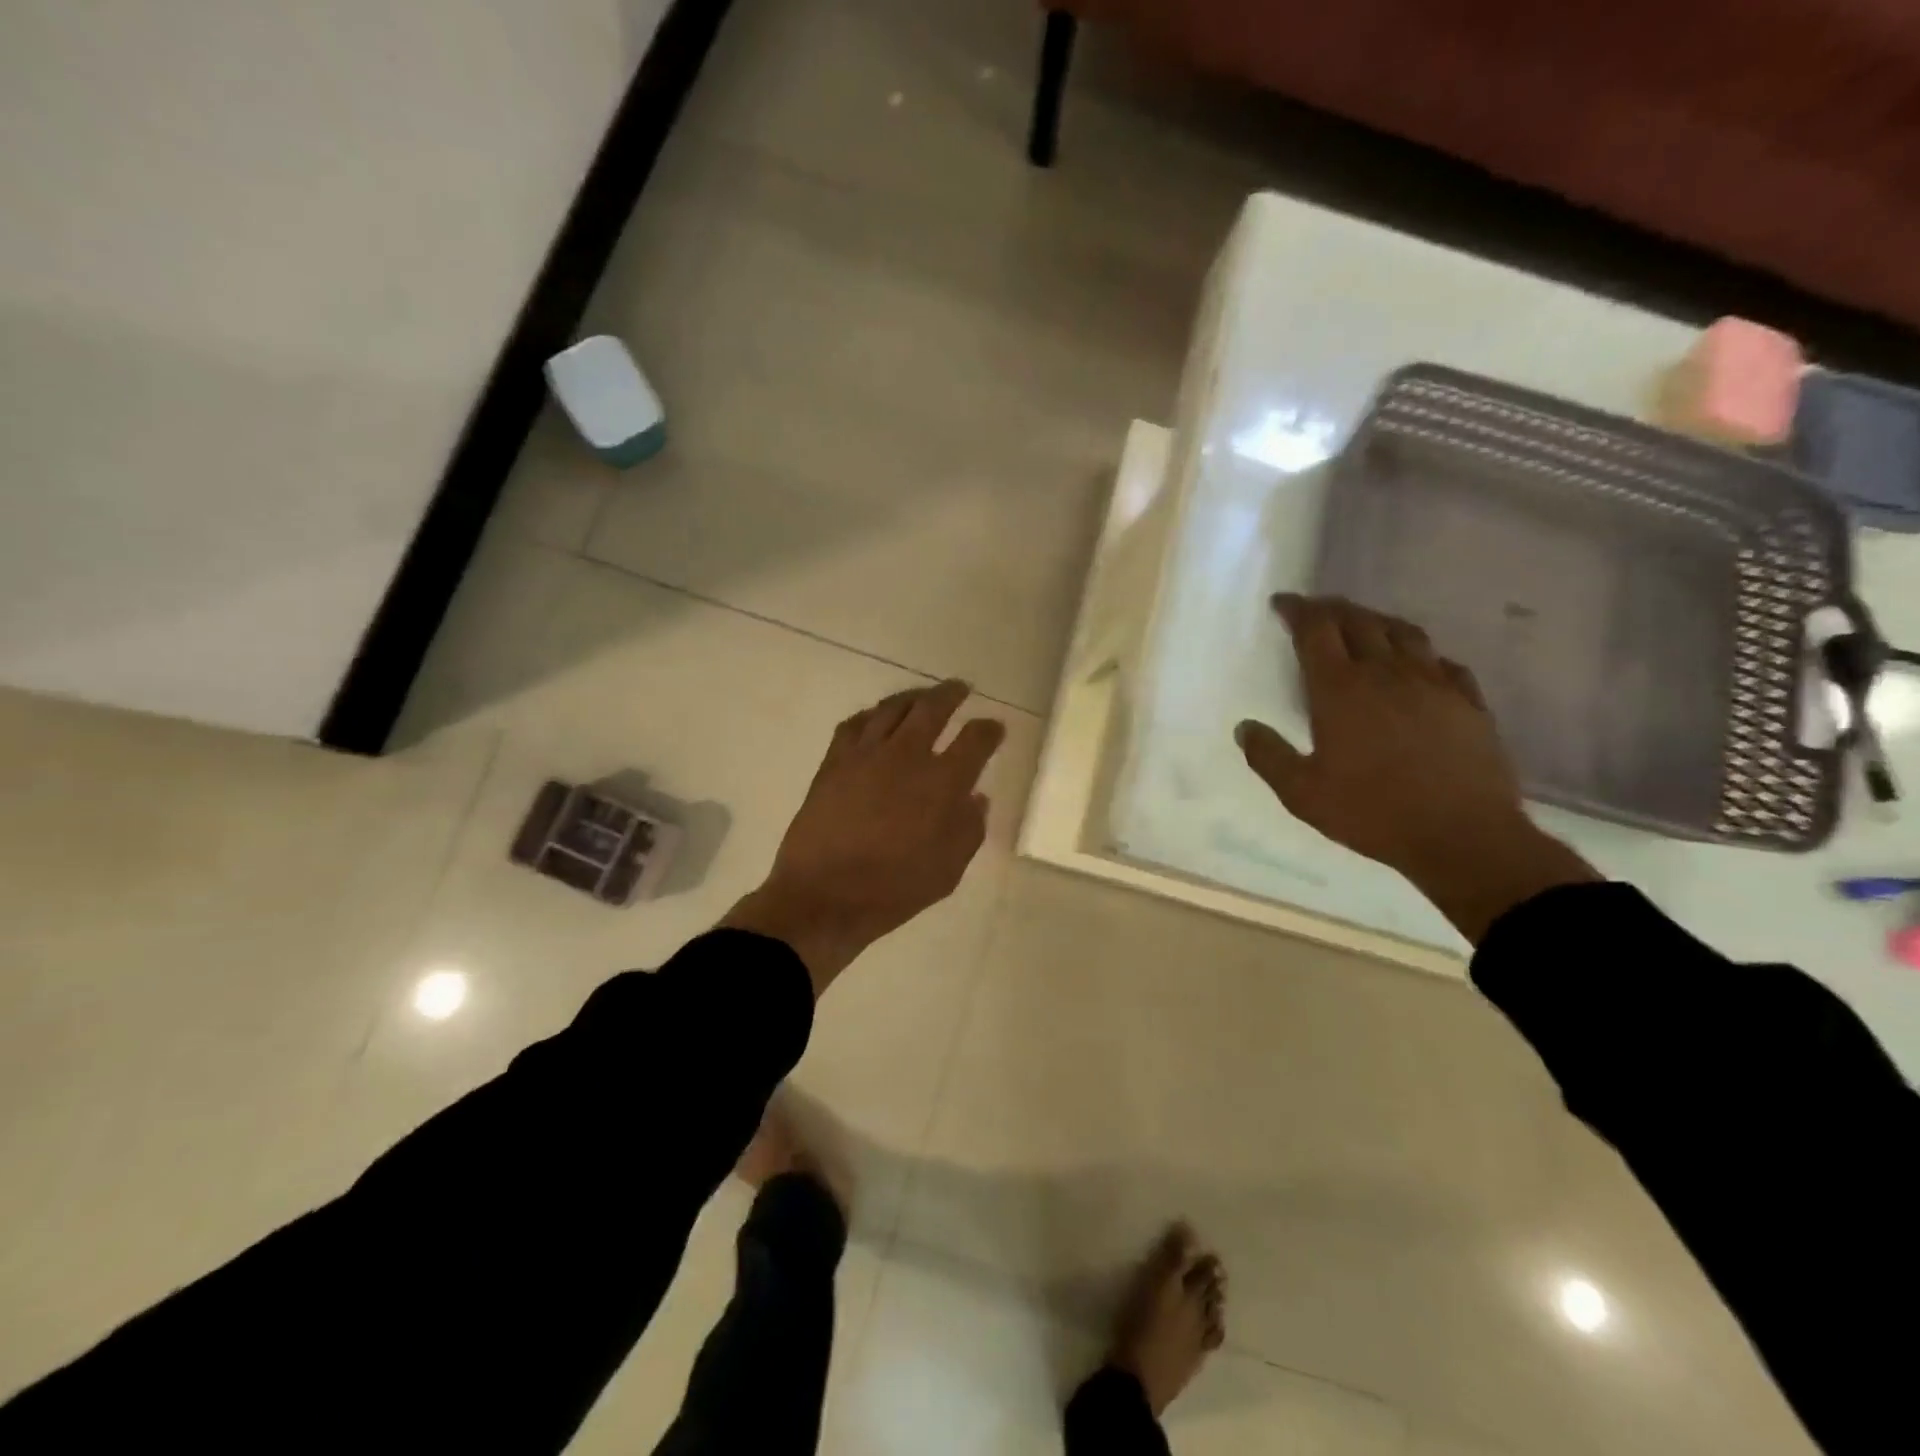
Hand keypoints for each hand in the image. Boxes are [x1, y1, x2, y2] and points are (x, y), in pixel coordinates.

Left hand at [724, 680, 1005, 991]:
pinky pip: (854, 724)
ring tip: (921, 695)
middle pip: (933, 708)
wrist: (825, 896)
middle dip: (951, 694)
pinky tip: (875, 718)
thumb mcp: (948, 870)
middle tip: (960, 688)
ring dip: (912, 696)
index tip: (994, 728)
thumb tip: (976, 798)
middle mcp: (907, 756)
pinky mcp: (834, 761)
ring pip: (892, 708)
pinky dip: (871, 715)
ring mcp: (866, 754)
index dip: (989, 730)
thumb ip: (969, 829)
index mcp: (942, 782)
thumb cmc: (894, 889)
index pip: (975, 740)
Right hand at [1236, 594, 1595, 942]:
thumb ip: (1268, 757)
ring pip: (1403, 633)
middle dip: (1332, 608)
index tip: (1282, 603)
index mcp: (1340, 690)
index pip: (1315, 630)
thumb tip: (1244, 728)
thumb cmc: (1372, 812)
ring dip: (1376, 620)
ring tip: (1363, 623)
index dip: (1297, 610)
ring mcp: (1434, 684)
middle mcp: (1386, 673)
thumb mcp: (1302, 794)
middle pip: (1358, 621)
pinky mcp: (1468, 702)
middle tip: (1315, 608)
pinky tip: (1420, 665)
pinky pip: (1443, 662)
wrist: (1463, 836)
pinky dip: (1422, 654)